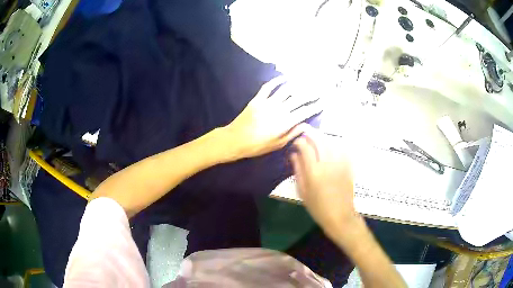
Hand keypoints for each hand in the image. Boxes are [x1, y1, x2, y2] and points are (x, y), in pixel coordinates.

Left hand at [222, 76, 321, 159]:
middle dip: (310, 93)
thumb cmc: (257, 146)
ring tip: (305, 80)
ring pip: (286, 90)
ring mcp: (268, 102)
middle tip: (318, 89)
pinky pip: (268, 87)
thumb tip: (306, 125)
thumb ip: (292, 133)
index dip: (315, 107)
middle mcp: (279, 109)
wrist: (235, 140)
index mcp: (285, 122)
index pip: (304, 112)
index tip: (323, 102)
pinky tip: (283, 78)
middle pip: (298, 98)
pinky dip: (276, 81)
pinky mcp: (258, 99)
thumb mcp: (277, 144)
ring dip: (297, 84)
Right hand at [290, 126, 358, 237]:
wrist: (340, 216)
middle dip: (311, 133)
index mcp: (314, 171)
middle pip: (319, 140)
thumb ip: (298, 171)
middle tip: (305, 131)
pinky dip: (335, 144)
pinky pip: (342, 149)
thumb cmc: (318, 207)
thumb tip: (294, 155)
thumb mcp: (303, 191)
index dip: (299, 141)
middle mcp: (328, 163)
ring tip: (317, 138)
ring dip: (323, 137)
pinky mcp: (349, 166)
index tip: (296, 142)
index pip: (306, 147)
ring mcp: (340, 163)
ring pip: (332, 141)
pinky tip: (331, 145)